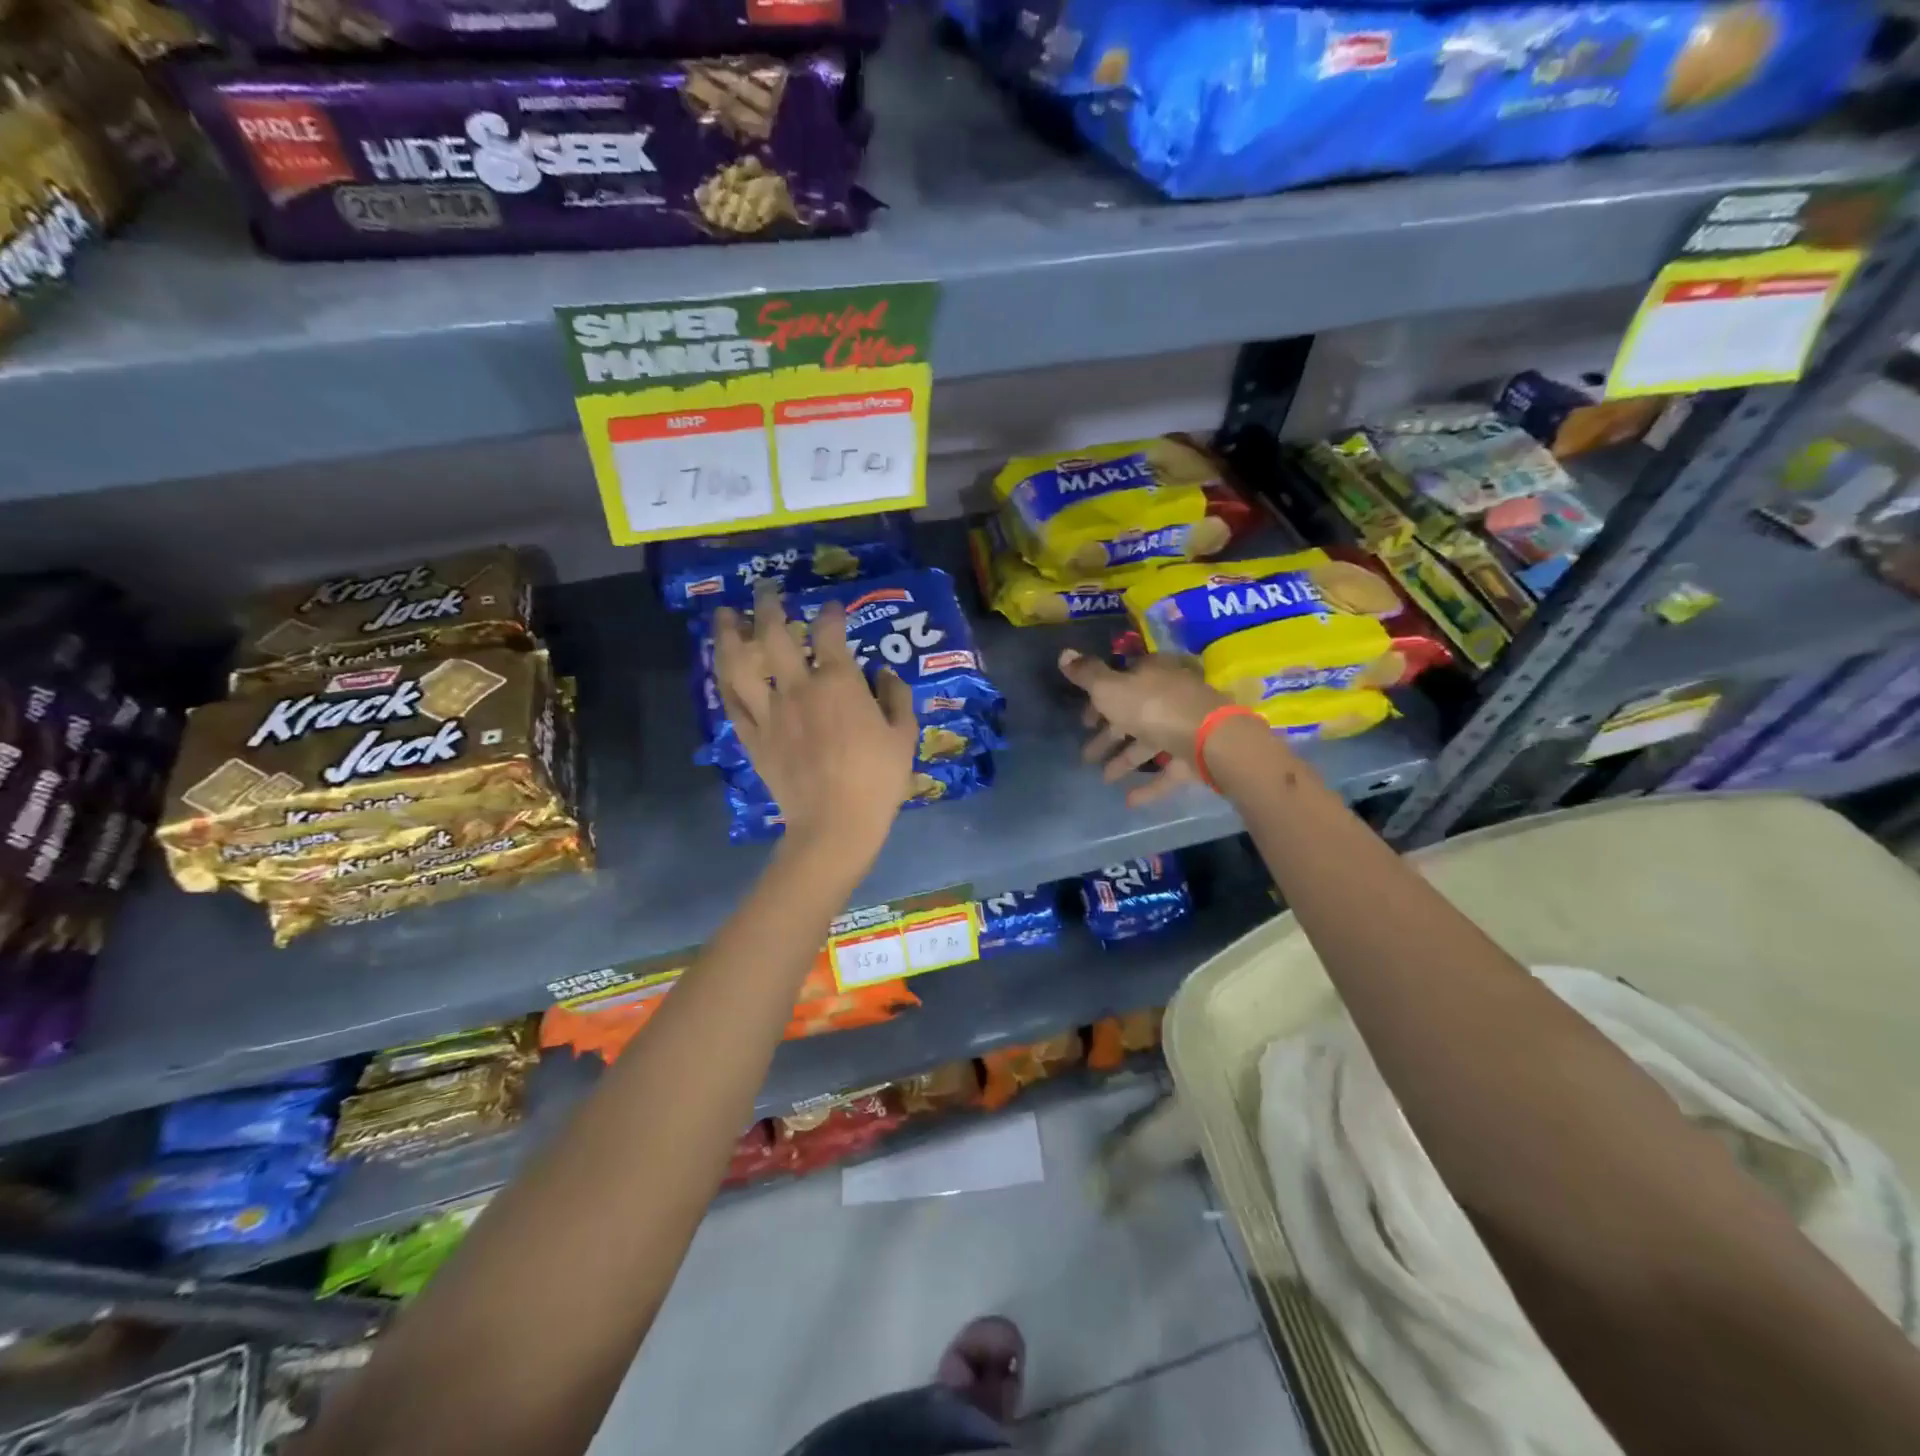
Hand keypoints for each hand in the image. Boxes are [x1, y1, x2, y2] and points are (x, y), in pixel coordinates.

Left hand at [713, 584, 917, 855]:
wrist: (835, 825)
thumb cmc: (877, 780)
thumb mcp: (904, 737)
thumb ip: (896, 698)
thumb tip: (884, 673)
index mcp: (838, 683)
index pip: (829, 633)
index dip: (830, 614)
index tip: (832, 608)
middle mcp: (798, 687)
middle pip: (774, 634)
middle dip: (768, 605)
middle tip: (765, 589)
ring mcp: (770, 712)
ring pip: (739, 663)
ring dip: (729, 634)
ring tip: (724, 614)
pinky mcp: (753, 738)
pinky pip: (731, 702)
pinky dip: (723, 679)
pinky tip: (720, 666)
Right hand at [1058, 649, 1235, 806]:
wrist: (1209, 739)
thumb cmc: (1153, 706)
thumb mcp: (1110, 687)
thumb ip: (1087, 675)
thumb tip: (1064, 653)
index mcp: (1152, 674)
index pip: (1123, 680)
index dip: (1100, 700)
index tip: (1084, 720)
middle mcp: (1170, 696)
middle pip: (1134, 714)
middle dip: (1109, 734)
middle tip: (1086, 754)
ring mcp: (1185, 727)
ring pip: (1149, 743)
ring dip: (1125, 760)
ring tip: (1104, 778)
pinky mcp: (1194, 757)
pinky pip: (1167, 771)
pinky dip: (1149, 785)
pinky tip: (1129, 800)